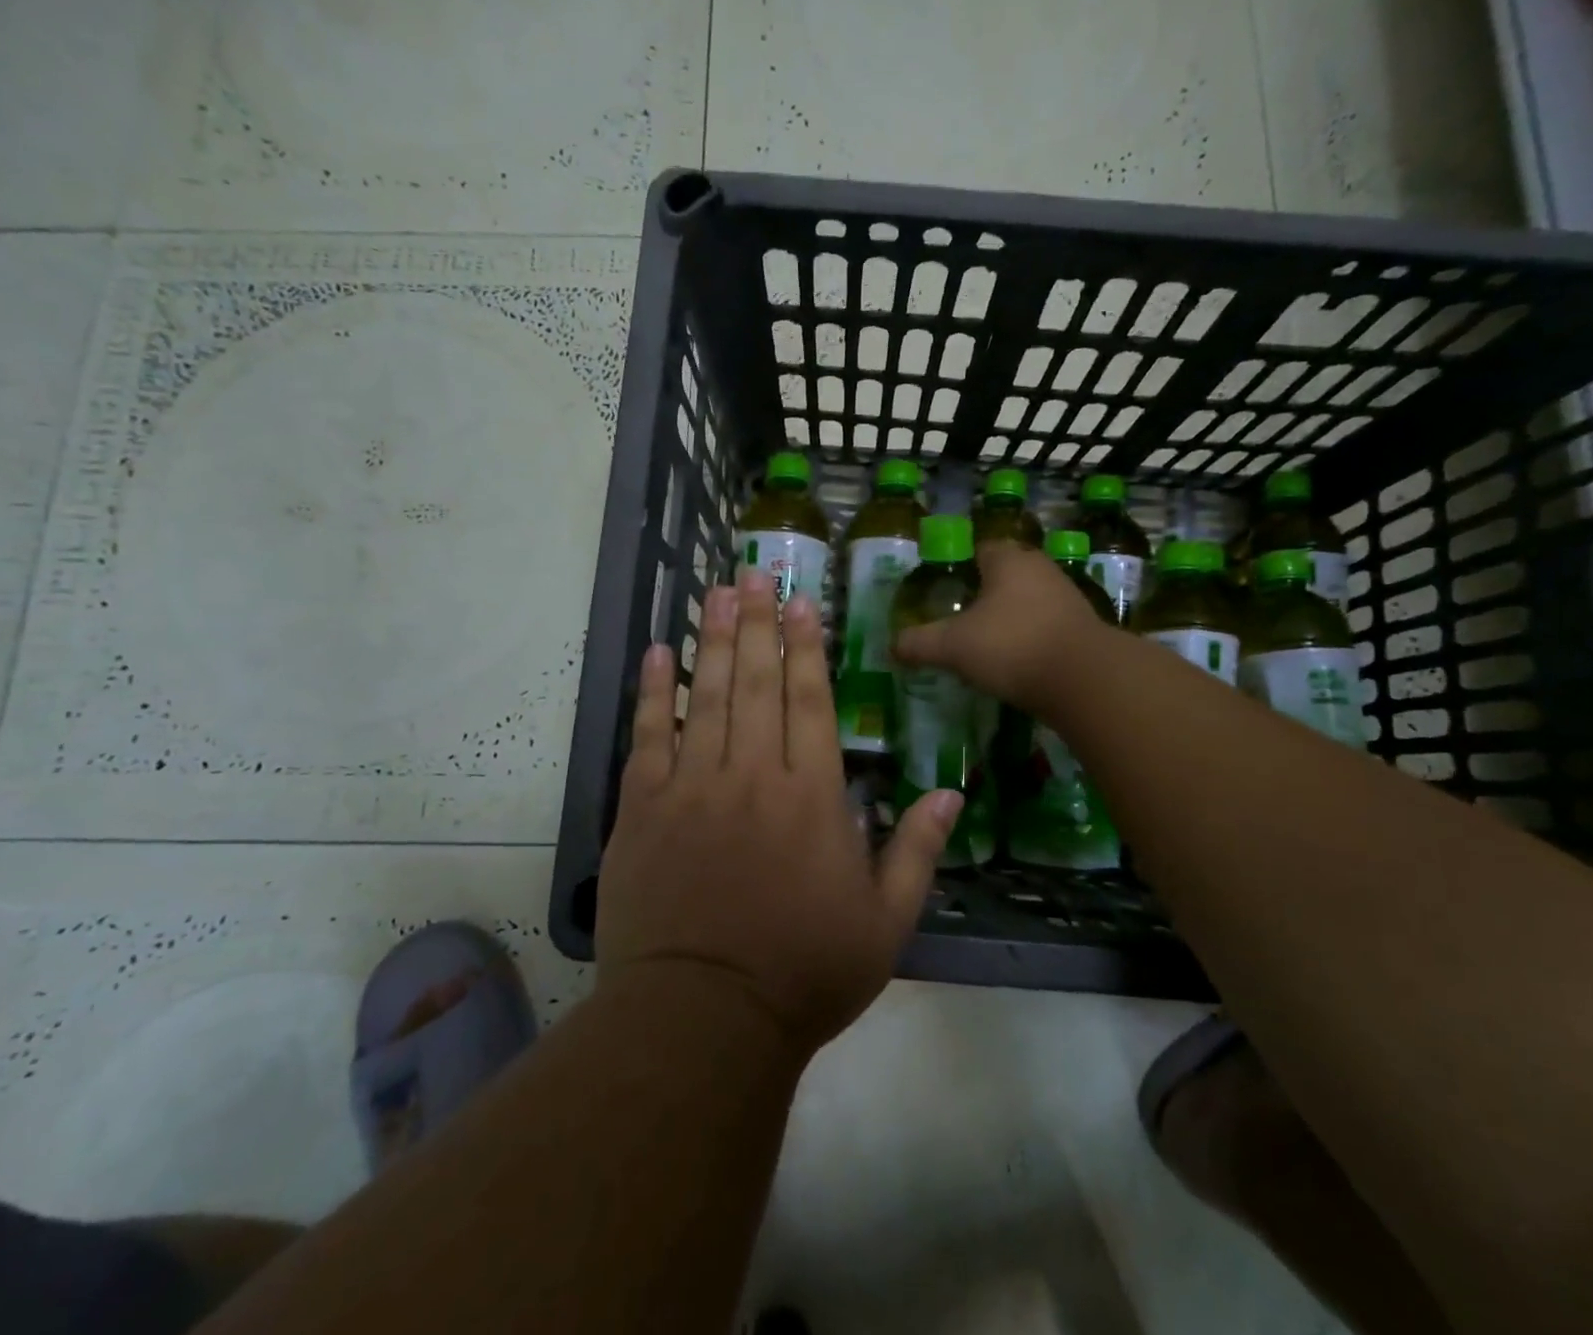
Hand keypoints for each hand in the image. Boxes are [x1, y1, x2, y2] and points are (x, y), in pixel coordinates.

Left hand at [596, 569, 963, 1055]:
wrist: (703, 1020)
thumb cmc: (804, 973)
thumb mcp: (885, 922)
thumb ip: (918, 850)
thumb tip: (950, 791)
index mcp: (811, 796)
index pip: (811, 701)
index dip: (806, 647)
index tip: (801, 602)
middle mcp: (753, 775)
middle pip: (757, 682)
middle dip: (758, 622)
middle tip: (754, 572)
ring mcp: (692, 787)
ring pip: (706, 696)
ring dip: (714, 639)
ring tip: (717, 591)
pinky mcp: (643, 809)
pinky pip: (648, 737)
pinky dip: (654, 692)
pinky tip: (660, 654)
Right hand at [894, 543, 1107, 713]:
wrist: (1084, 679)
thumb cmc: (1011, 646)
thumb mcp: (953, 646)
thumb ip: (920, 643)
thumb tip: (891, 647)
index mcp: (1009, 560)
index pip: (981, 549)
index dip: (961, 567)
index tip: (946, 590)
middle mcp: (1041, 569)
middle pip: (1006, 574)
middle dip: (986, 593)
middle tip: (962, 619)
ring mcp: (1067, 597)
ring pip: (1029, 600)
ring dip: (1011, 617)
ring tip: (987, 644)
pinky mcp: (1083, 628)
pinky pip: (1047, 626)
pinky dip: (1031, 638)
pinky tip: (1017, 662)